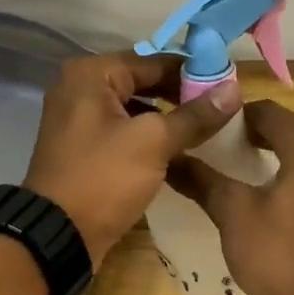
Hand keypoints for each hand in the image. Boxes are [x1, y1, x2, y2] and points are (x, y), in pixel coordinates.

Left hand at [24, 52, 241, 265]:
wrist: (59, 234)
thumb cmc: (104, 178)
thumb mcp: (154, 142)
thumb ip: (194, 115)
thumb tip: (234, 90)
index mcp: (91, 74)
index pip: (154, 61)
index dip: (193, 72)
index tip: (228, 86)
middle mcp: (79, 89)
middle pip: (142, 83)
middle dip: (180, 96)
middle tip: (220, 111)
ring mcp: (78, 121)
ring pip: (134, 110)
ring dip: (166, 119)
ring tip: (205, 131)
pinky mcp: (83, 150)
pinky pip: (123, 134)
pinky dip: (148, 139)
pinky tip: (177, 152)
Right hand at [167, 101, 293, 294]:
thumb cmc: (276, 257)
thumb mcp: (232, 214)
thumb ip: (202, 179)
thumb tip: (170, 158)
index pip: (267, 111)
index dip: (234, 118)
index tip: (207, 132)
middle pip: (288, 129)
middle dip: (253, 136)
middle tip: (217, 152)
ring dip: (275, 156)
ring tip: (239, 174)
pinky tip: (270, 199)